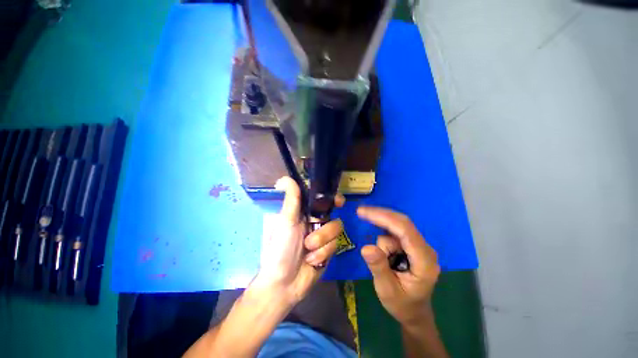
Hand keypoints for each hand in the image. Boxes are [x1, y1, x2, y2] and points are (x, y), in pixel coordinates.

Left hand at [254, 177, 343, 304]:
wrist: (283, 283)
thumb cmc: (279, 249)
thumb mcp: (285, 222)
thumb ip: (291, 200)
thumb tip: (284, 178)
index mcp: (304, 213)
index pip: (322, 200)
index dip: (332, 199)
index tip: (339, 201)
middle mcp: (315, 222)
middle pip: (333, 215)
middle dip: (325, 227)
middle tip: (316, 230)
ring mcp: (323, 237)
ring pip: (336, 230)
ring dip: (321, 242)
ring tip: (308, 251)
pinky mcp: (329, 250)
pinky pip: (335, 245)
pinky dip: (323, 253)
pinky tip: (312, 261)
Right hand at [358, 207, 439, 326]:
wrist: (414, 312)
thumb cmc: (402, 304)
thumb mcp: (387, 290)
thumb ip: (378, 268)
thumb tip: (366, 247)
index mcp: (424, 261)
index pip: (405, 230)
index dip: (383, 218)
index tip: (362, 212)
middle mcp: (425, 248)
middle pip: (402, 222)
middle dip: (380, 216)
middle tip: (360, 212)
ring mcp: (419, 245)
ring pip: (396, 227)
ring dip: (383, 238)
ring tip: (386, 264)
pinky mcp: (412, 244)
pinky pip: (395, 232)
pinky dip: (384, 235)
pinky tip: (385, 255)